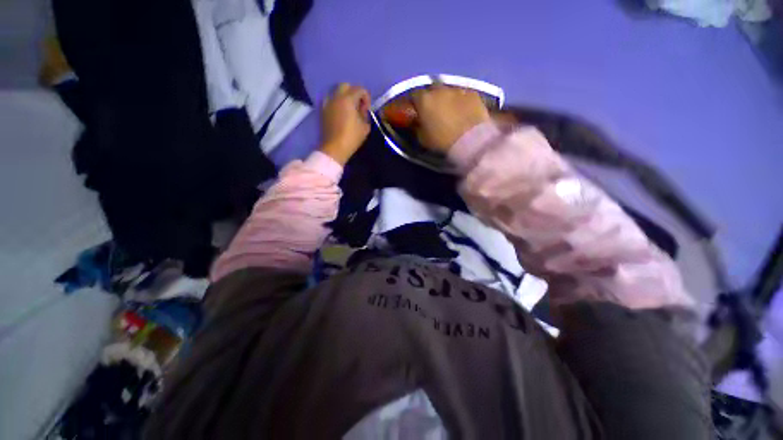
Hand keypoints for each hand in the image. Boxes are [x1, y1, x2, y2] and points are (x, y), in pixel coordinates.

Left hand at [320, 83, 370, 164]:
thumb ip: (365, 115)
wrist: (334, 148)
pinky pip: (330, 100)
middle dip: (355, 93)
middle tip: (358, 106)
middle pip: (347, 86)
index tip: (367, 111)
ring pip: (336, 91)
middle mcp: (336, 96)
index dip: (367, 99)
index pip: (360, 89)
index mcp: (348, 99)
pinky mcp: (322, 110)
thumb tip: (362, 111)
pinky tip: (340, 113)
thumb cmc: (352, 138)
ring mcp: (327, 102)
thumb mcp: (365, 127)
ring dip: (345, 97)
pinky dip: (337, 102)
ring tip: (349, 110)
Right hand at [412, 85, 490, 151]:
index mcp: (424, 100)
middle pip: (432, 89)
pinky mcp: (473, 93)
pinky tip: (464, 112)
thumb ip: (417, 126)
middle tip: (434, 111)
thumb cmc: (442, 141)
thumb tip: (417, 121)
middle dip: (432, 98)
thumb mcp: (422, 138)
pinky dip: (462, 101)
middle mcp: (439, 90)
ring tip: (451, 111)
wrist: (470, 141)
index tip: (417, 111)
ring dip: (447, 99)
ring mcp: (457, 89)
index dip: (416, 103)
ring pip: (448, 91)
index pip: (414, 95)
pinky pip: (463, 95)